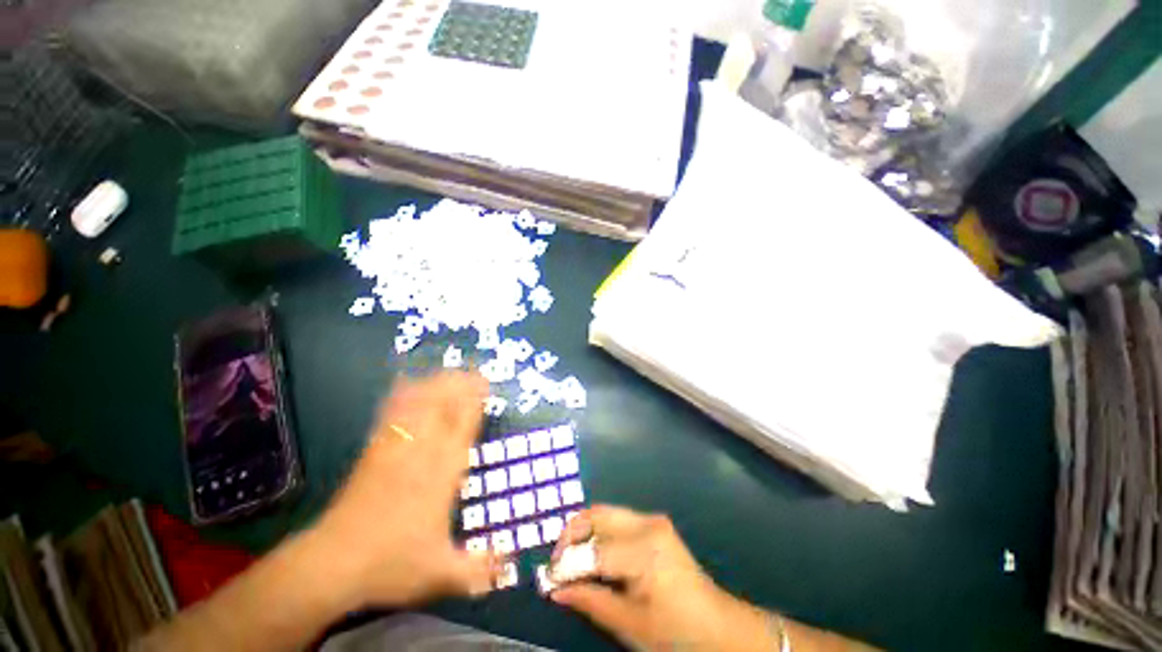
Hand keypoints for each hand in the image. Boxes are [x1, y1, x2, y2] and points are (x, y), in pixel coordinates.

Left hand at [308, 371, 500, 608]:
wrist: (332, 563)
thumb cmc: (391, 563)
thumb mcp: (440, 573)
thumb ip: (478, 570)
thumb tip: (509, 567)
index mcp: (442, 473)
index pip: (463, 426)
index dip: (475, 402)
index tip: (486, 384)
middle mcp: (422, 453)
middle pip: (442, 407)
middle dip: (458, 385)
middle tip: (473, 372)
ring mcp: (395, 449)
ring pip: (417, 405)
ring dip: (434, 385)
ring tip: (448, 371)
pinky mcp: (373, 452)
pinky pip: (390, 415)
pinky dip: (401, 396)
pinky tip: (406, 383)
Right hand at [550, 505, 779, 651]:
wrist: (717, 626)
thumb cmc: (676, 632)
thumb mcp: (630, 625)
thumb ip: (590, 601)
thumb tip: (555, 589)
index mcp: (645, 550)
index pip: (594, 551)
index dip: (567, 565)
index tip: (548, 579)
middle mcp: (647, 524)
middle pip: (597, 515)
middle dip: (571, 535)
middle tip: (557, 562)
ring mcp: (652, 520)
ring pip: (605, 513)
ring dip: (584, 531)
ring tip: (571, 559)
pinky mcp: (655, 523)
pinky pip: (617, 520)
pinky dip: (599, 533)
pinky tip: (593, 555)